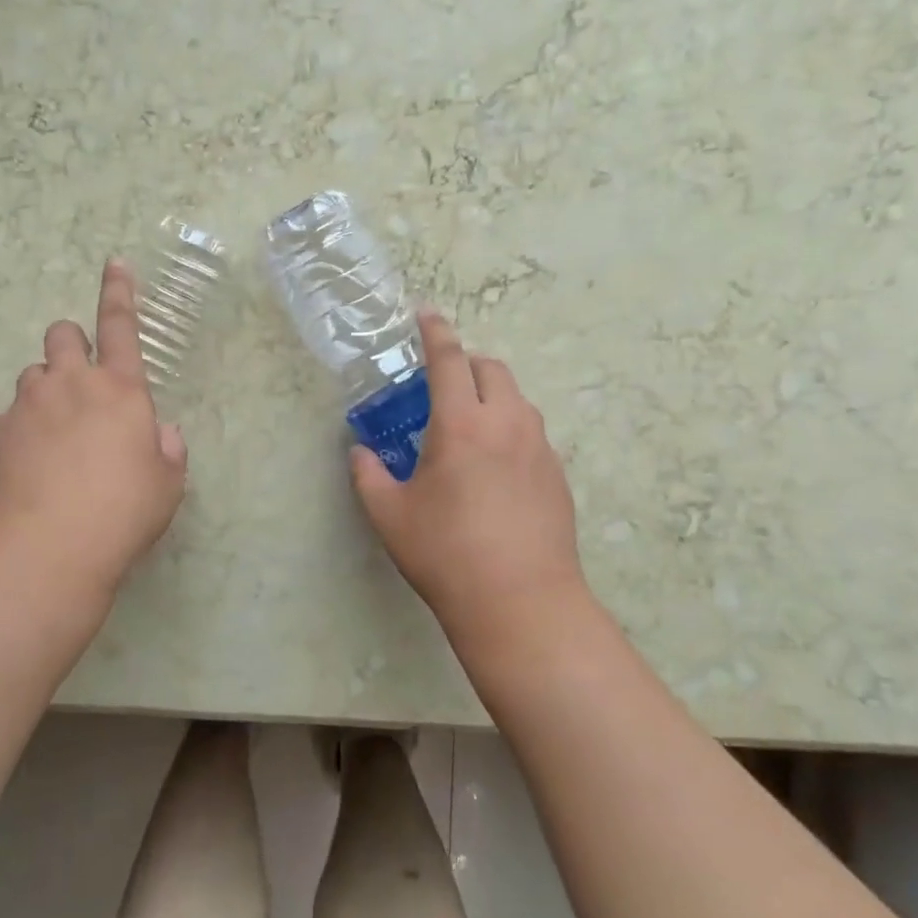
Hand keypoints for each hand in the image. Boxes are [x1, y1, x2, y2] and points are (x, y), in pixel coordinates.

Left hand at [0, 260, 187, 601]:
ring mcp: (30, 404)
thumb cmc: (124, 510)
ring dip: (46, 389)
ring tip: (56, 433)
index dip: (120, 291)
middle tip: (80, 380)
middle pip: (62, 333)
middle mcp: (73, 384)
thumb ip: (166, 449)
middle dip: (71, 343)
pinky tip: (31, 465)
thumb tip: (159, 434)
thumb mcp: (166, 483)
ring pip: (33, 373)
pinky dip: (22, 429)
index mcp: (121, 389)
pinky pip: (11, 415)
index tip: (115, 263)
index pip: (121, 325)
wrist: (52, 545)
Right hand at [350, 309, 589, 654]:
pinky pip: (531, 432)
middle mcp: (506, 424)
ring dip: (491, 394)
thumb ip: (368, 475)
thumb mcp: (390, 515)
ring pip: (518, 399)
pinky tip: (494, 466)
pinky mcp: (557, 475)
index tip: (426, 313)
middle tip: (441, 382)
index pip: (449, 360)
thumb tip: (360, 453)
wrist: (522, 604)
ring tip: (468, 424)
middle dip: (466, 362)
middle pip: (492, 369)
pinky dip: (510, 427)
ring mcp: (539, 449)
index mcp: (461, 424)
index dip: (435, 332)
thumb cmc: (446, 553)